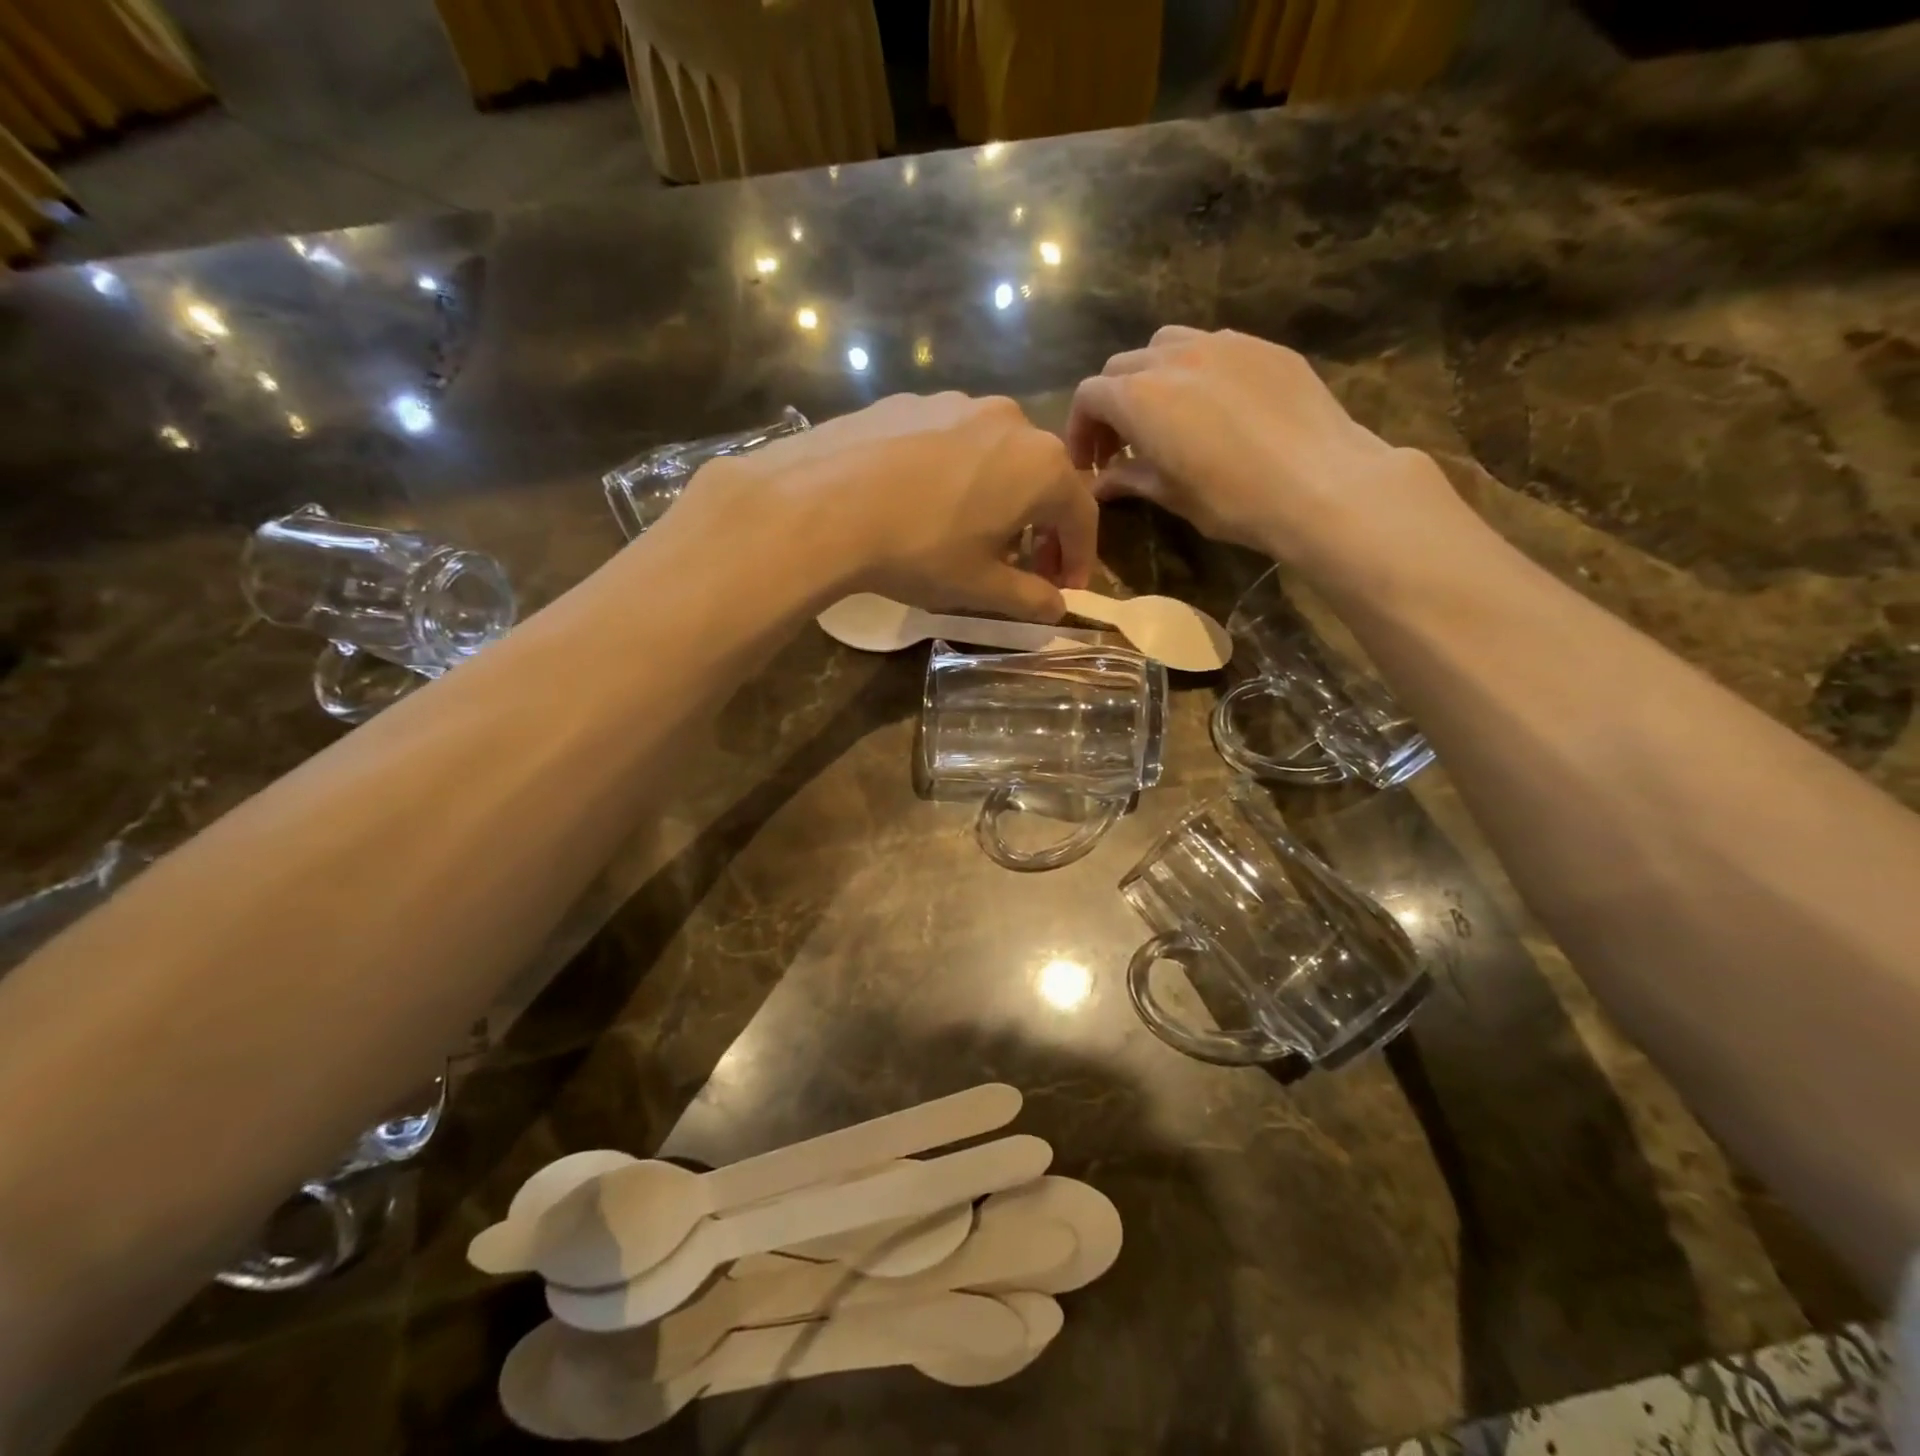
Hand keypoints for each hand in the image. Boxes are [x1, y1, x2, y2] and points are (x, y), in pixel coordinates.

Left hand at [682, 393, 1097, 619]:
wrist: (822, 503)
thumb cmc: (919, 549)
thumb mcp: (979, 587)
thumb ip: (1029, 599)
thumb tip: (1057, 608)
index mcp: (1041, 465)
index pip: (1082, 515)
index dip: (1079, 558)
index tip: (1065, 590)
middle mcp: (1010, 421)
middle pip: (1042, 480)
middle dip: (1041, 528)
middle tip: (1024, 567)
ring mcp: (957, 403)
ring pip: (996, 457)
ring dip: (1000, 497)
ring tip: (971, 535)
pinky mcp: (910, 401)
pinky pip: (951, 442)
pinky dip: (956, 475)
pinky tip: (924, 503)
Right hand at [1066, 327, 1466, 573]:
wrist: (1322, 484)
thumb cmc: (1234, 499)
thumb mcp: (1172, 495)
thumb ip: (1130, 478)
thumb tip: (1101, 482)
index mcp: (1141, 396)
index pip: (1090, 395)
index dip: (1081, 429)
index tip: (1090, 463)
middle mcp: (1174, 357)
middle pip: (1122, 367)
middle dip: (1112, 403)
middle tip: (1121, 444)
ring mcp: (1223, 344)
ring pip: (1166, 345)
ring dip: (1151, 377)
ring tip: (1165, 415)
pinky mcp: (1263, 347)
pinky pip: (1213, 347)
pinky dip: (1195, 371)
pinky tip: (1214, 406)